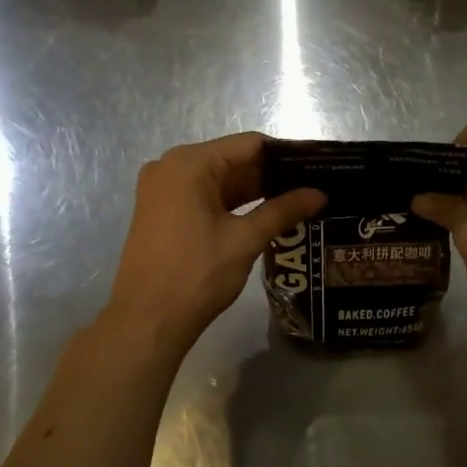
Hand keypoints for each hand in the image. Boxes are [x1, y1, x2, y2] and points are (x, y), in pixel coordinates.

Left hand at [106, 133, 325, 355]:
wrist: (147, 321)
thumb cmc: (196, 274)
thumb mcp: (245, 240)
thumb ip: (283, 210)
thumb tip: (320, 194)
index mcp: (189, 164)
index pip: (249, 145)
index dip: (286, 154)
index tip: (318, 165)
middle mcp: (171, 167)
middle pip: (233, 160)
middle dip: (272, 174)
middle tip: (313, 185)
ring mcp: (163, 190)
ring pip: (220, 180)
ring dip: (255, 190)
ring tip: (299, 199)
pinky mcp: (162, 212)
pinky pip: (205, 196)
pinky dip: (233, 204)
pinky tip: (266, 213)